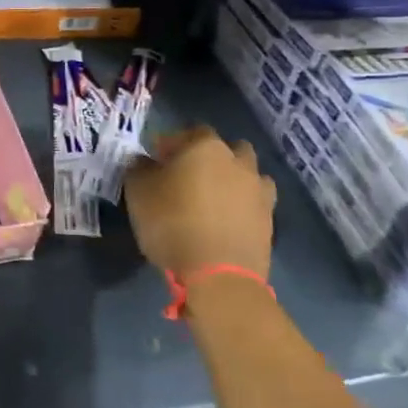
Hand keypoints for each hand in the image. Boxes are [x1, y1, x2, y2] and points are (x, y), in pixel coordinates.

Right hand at [124, 125, 276, 279]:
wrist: (219, 275)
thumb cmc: (172, 224)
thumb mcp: (138, 193)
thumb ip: (138, 168)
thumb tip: (143, 161)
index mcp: (205, 146)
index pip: (187, 132)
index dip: (169, 144)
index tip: (155, 161)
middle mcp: (237, 160)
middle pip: (223, 148)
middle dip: (207, 157)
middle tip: (186, 177)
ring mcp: (258, 189)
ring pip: (245, 173)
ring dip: (231, 178)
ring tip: (211, 199)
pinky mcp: (269, 218)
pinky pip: (254, 201)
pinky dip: (242, 204)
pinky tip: (226, 219)